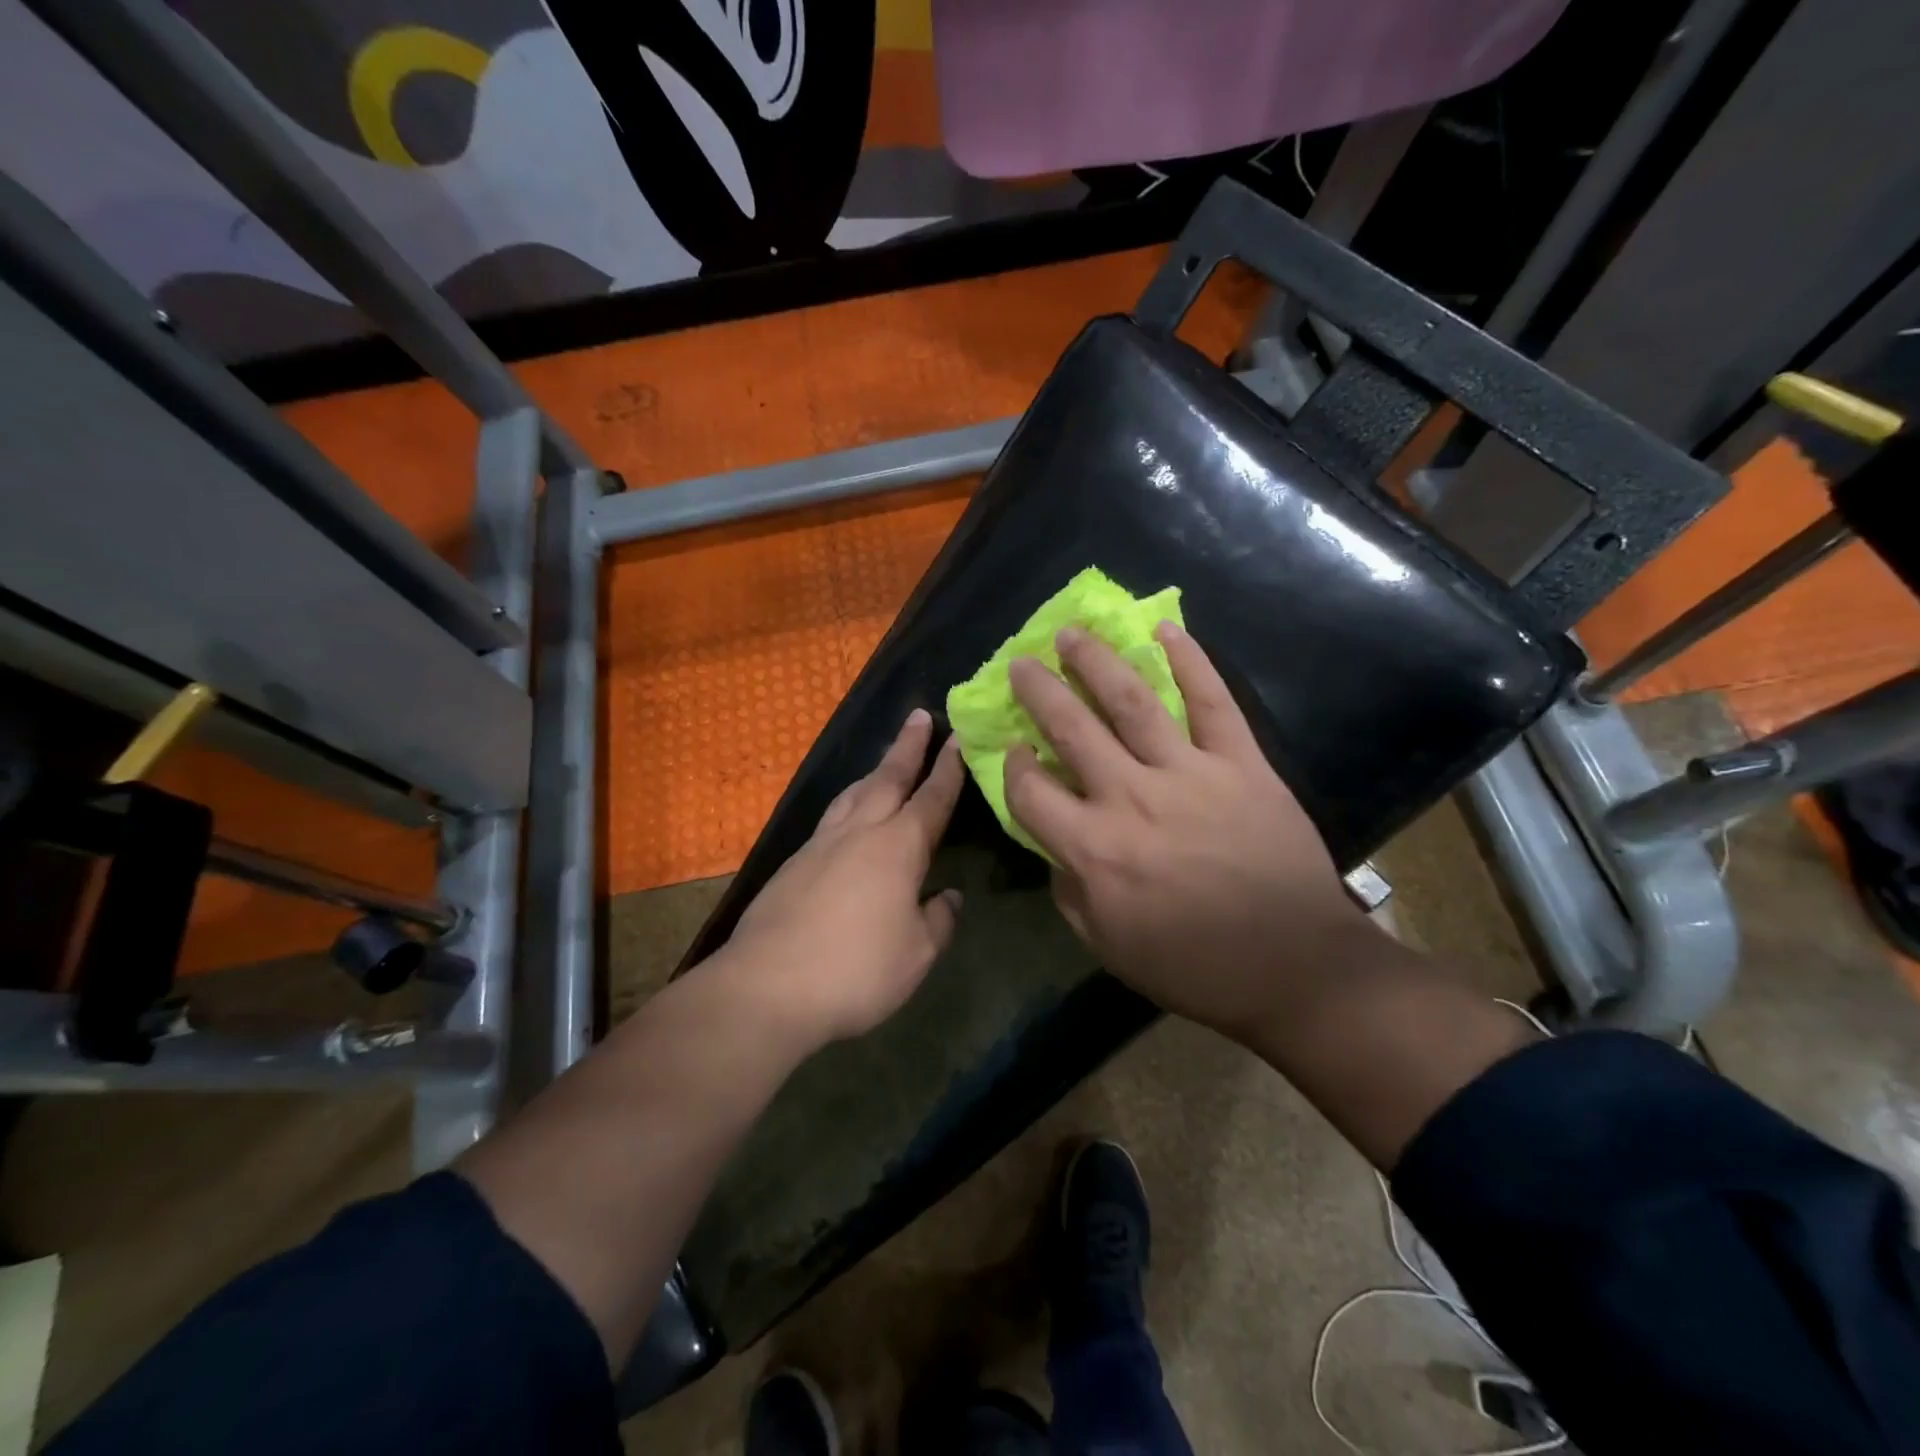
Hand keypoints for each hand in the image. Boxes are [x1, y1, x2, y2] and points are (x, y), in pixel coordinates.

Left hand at [720, 708, 964, 1050]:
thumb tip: (948, 897)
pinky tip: (848, 819)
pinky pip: (830, 819)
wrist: (766, 987)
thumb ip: (938, 920)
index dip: (948, 769)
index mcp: (897, 847)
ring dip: (875, 772)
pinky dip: (848, 804)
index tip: (958, 738)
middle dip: (907, 747)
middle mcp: (859, 833)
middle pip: (887, 778)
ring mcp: (820, 846)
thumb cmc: (856, 970)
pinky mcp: (792, 865)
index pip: (931, 798)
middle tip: (919, 716)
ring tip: (887, 761)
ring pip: (853, 794)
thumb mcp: (917, 954)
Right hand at [1004, 622, 1376, 1040]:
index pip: (1031, 791)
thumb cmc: (1195, 966)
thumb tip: (1057, 848)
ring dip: (1097, 662)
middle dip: (1040, 691)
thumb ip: (1070, 893)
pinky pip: (1213, 702)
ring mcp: (1190, 774)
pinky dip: (1191, 660)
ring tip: (1072, 634)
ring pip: (1133, 702)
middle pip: (1072, 729)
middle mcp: (1132, 798)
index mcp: (1095, 849)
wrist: (1297, 967)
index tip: (1013, 751)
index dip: (1013, 767)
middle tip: (1021, 663)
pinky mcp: (1243, 764)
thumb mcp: (1109, 947)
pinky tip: (1166, 628)